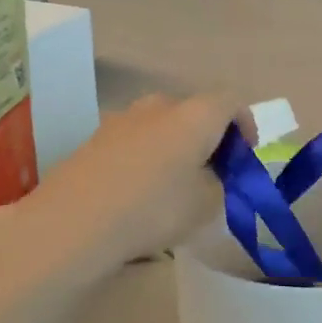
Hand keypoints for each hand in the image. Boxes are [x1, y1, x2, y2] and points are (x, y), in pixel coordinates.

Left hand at [0, 94, 253, 284]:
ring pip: (161, 126)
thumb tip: (211, 175)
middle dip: (208, 138)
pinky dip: (146, 158)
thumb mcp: (207, 205)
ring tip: (173, 186)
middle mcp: (158, 106)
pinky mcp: (95, 139)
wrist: (75, 220)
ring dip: (174, 148)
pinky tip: (138, 192)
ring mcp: (122, 119)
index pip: (231, 102)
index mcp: (194, 115)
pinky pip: (134, 141)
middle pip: (193, 111)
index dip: (245, 126)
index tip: (243, 158)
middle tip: (211, 174)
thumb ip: (220, 184)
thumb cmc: (154, 209)